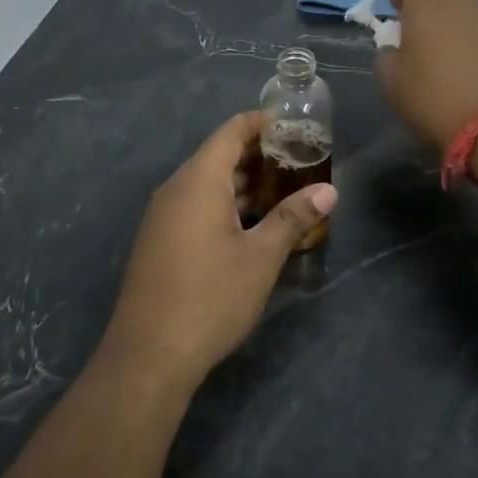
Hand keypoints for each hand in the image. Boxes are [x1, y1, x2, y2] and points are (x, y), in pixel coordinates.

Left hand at [102, 112, 337, 388]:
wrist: (149, 354)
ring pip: (206, 185)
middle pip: (218, 156)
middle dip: (258, 155)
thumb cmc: (211, 297)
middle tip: (299, 161)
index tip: (294, 125)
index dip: (262, 123)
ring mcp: (162, 217)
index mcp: (198, 181)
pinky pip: (195, 207)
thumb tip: (328, 191)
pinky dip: (224, 205)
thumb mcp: (261, 257)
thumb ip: (293, 218)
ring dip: (242, 184)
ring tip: (283, 190)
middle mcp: (175, 190)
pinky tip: (251, 225)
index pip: (231, 132)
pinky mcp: (159, 242)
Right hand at [375, 0, 477, 151]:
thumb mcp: (390, 81)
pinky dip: (463, 28)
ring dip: (445, 10)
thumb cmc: (433, 97)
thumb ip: (386, 55)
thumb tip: (395, 49)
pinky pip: (477, 18)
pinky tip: (457, 59)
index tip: (395, 8)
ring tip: (433, 44)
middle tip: (411, 24)